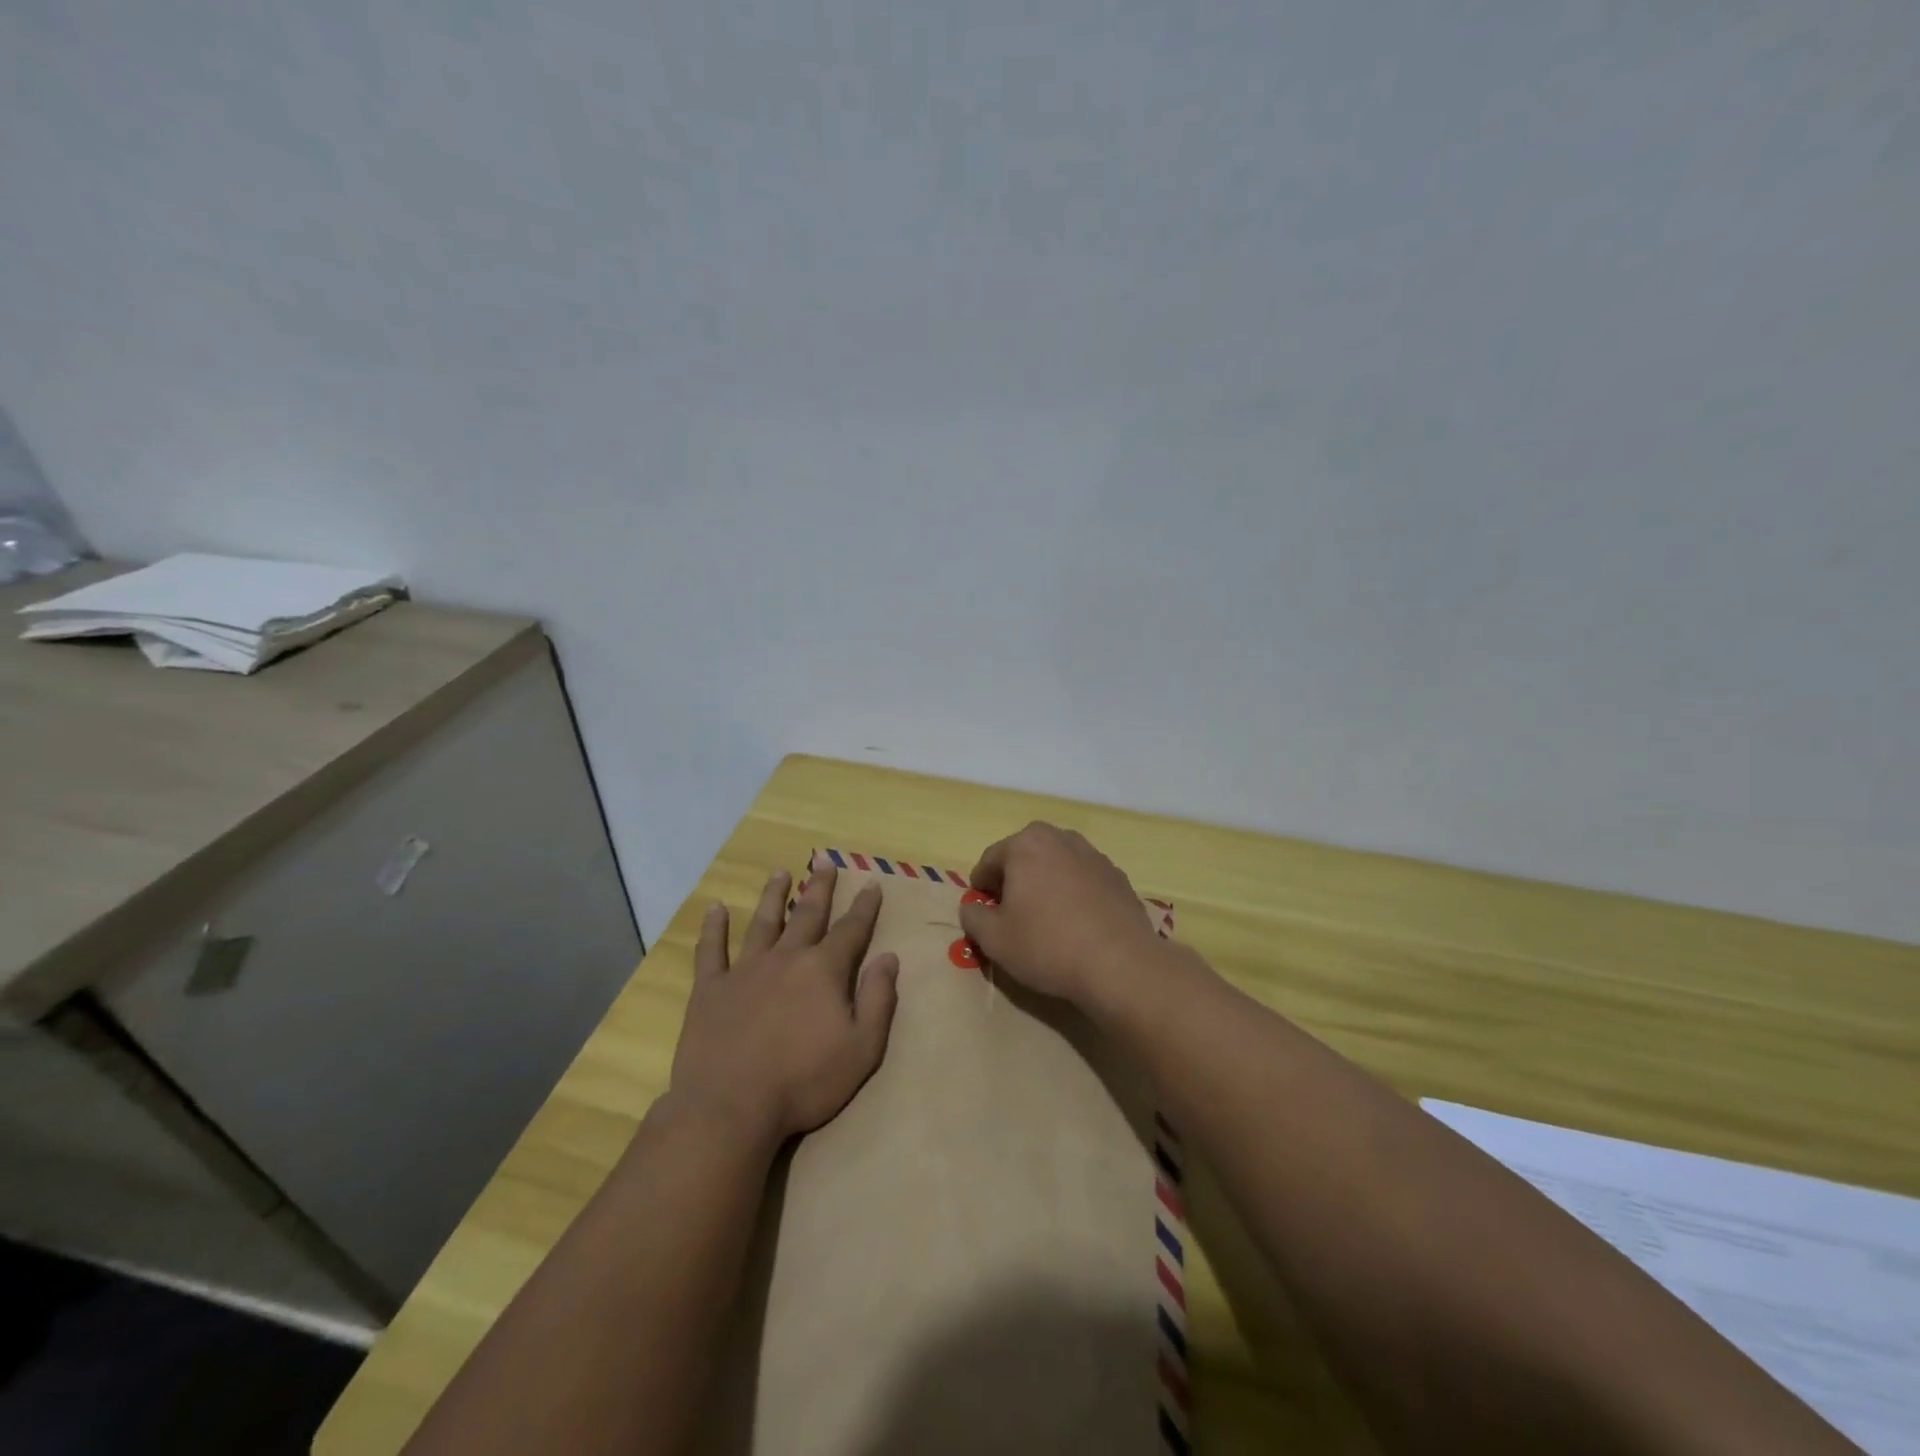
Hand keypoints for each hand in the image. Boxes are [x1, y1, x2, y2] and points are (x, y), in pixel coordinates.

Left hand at [669, 865, 899, 1146]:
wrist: (731, 1107)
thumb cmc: (804, 1082)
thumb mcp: (862, 1048)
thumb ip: (878, 999)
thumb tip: (888, 957)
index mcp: (824, 970)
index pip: (850, 929)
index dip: (864, 906)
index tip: (871, 882)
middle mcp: (786, 958)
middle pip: (807, 914)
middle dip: (819, 887)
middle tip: (824, 861)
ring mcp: (745, 970)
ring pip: (763, 923)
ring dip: (773, 896)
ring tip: (779, 872)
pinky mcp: (710, 989)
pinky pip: (711, 951)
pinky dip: (713, 928)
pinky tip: (715, 908)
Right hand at [958, 822, 1167, 1008]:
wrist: (1120, 964)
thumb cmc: (1047, 946)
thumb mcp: (994, 939)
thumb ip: (973, 917)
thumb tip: (972, 908)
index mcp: (1026, 844)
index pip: (990, 861)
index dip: (980, 888)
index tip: (982, 913)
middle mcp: (1060, 838)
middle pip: (1024, 856)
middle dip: (1014, 880)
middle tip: (1012, 915)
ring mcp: (1094, 855)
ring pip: (1056, 865)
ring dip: (1045, 884)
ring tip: (1046, 919)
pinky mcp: (1117, 876)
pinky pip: (1083, 879)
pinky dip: (1074, 894)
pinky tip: (1076, 924)